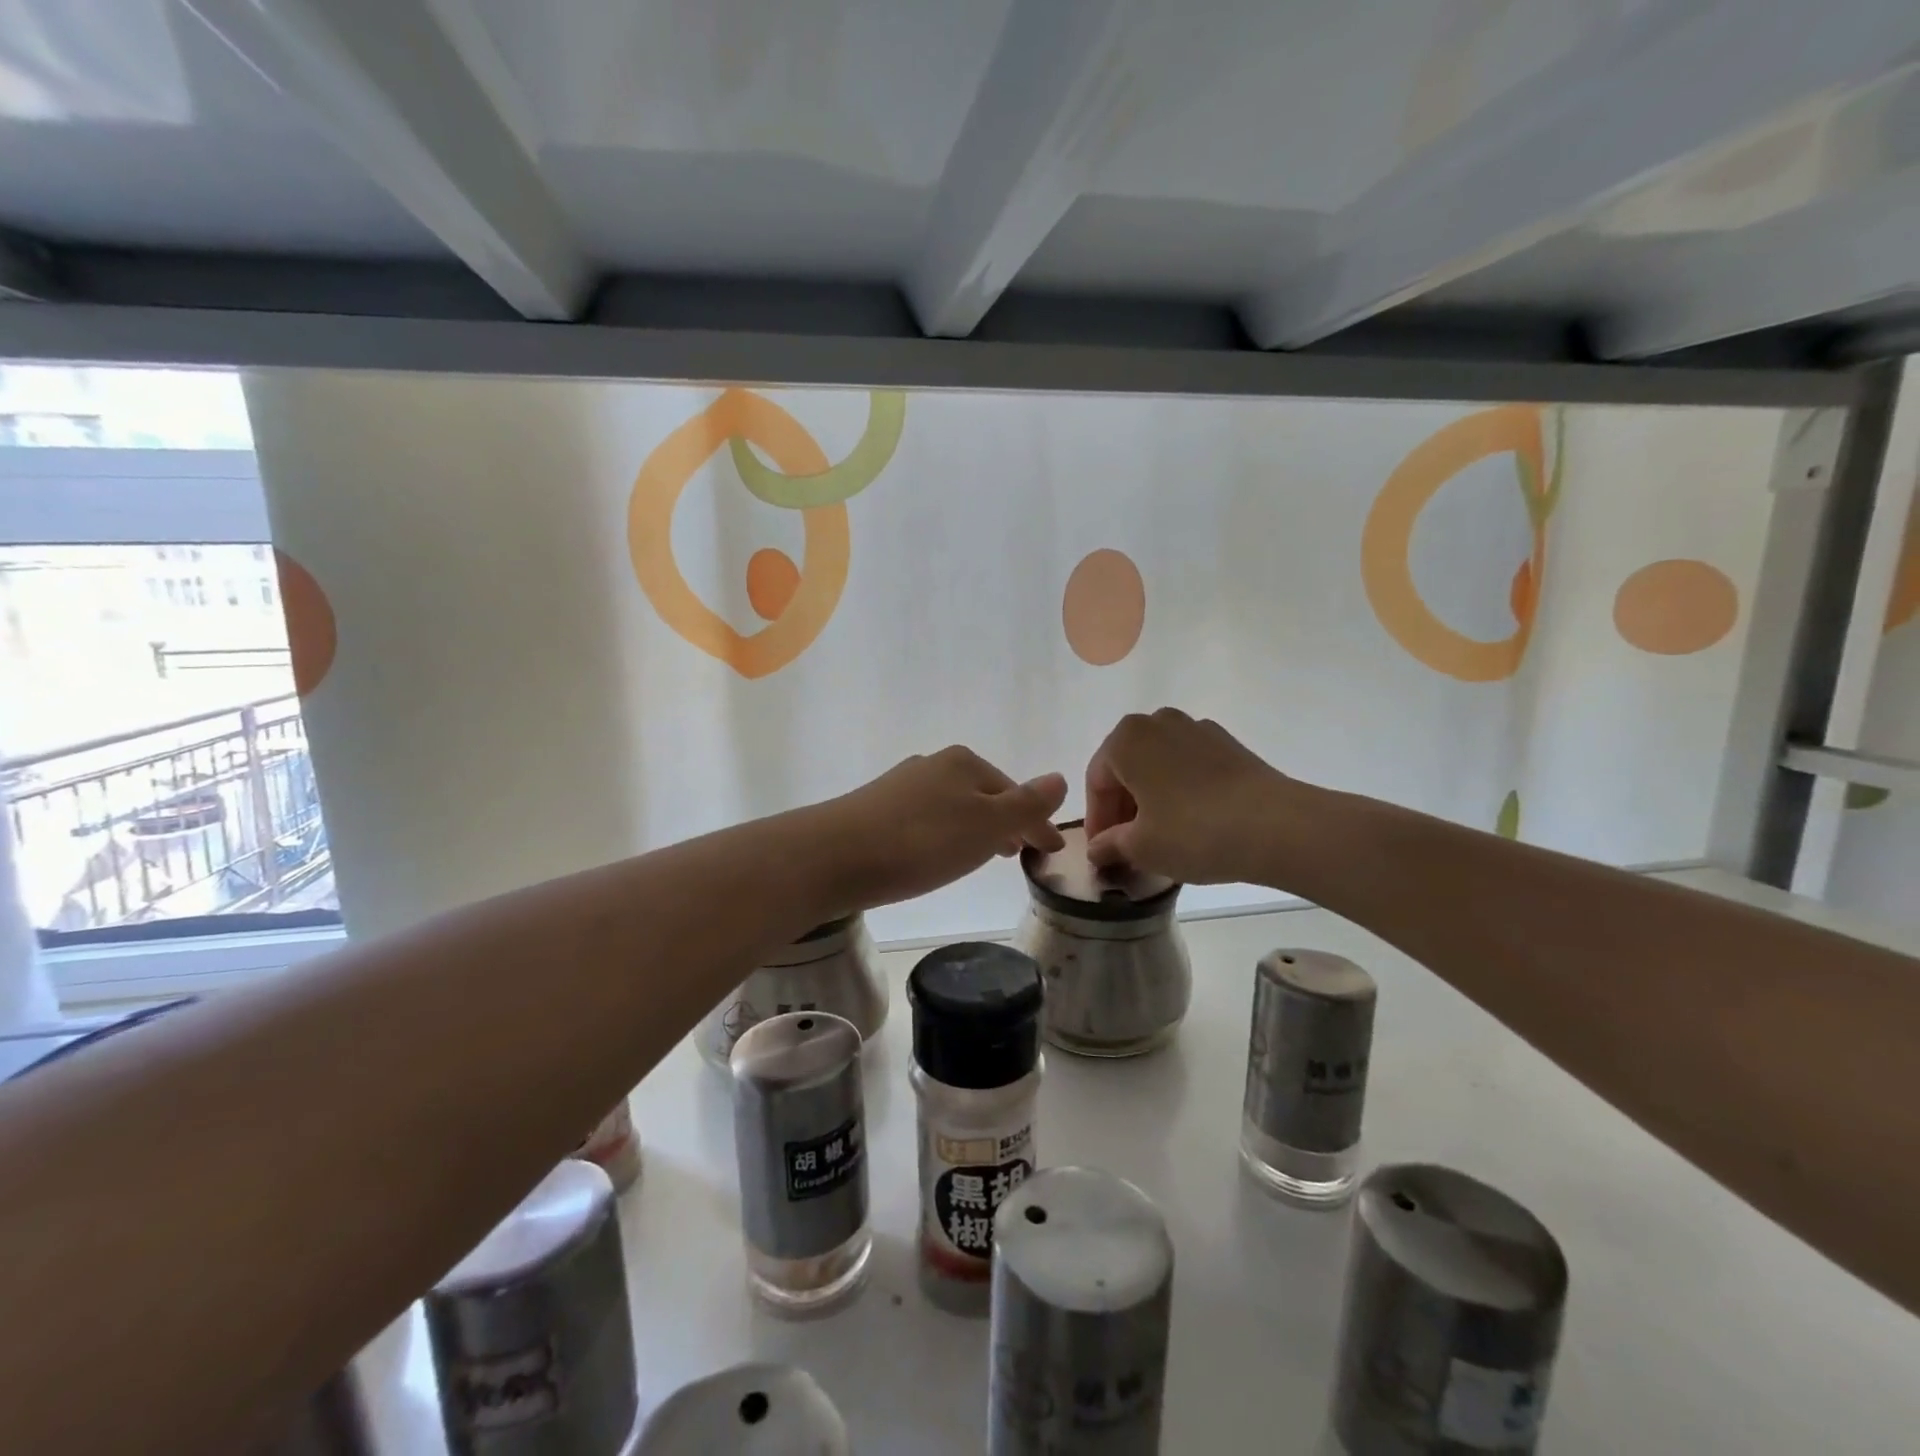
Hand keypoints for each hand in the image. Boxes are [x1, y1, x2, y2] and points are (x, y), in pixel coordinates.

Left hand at [819, 746, 1066, 910]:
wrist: (833, 855)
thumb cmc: (921, 841)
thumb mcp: (986, 826)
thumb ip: (1026, 805)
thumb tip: (1060, 778)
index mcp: (965, 763)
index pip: (1015, 793)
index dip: (1037, 823)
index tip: (1051, 852)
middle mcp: (933, 765)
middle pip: (983, 794)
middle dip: (1005, 821)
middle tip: (1019, 852)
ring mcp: (901, 786)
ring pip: (953, 806)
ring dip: (974, 828)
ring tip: (982, 856)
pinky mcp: (875, 809)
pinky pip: (926, 819)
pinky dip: (944, 834)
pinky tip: (935, 854)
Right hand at [1084, 709, 1296, 884]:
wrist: (1276, 826)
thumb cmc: (1193, 832)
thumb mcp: (1141, 847)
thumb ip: (1110, 845)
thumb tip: (1099, 849)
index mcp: (1126, 739)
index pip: (1096, 781)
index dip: (1097, 820)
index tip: (1102, 851)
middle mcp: (1158, 722)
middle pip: (1127, 767)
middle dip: (1122, 806)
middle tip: (1127, 845)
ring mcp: (1197, 729)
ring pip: (1159, 765)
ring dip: (1151, 797)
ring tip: (1160, 835)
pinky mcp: (1229, 745)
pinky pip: (1189, 766)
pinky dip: (1181, 790)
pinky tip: (1192, 823)